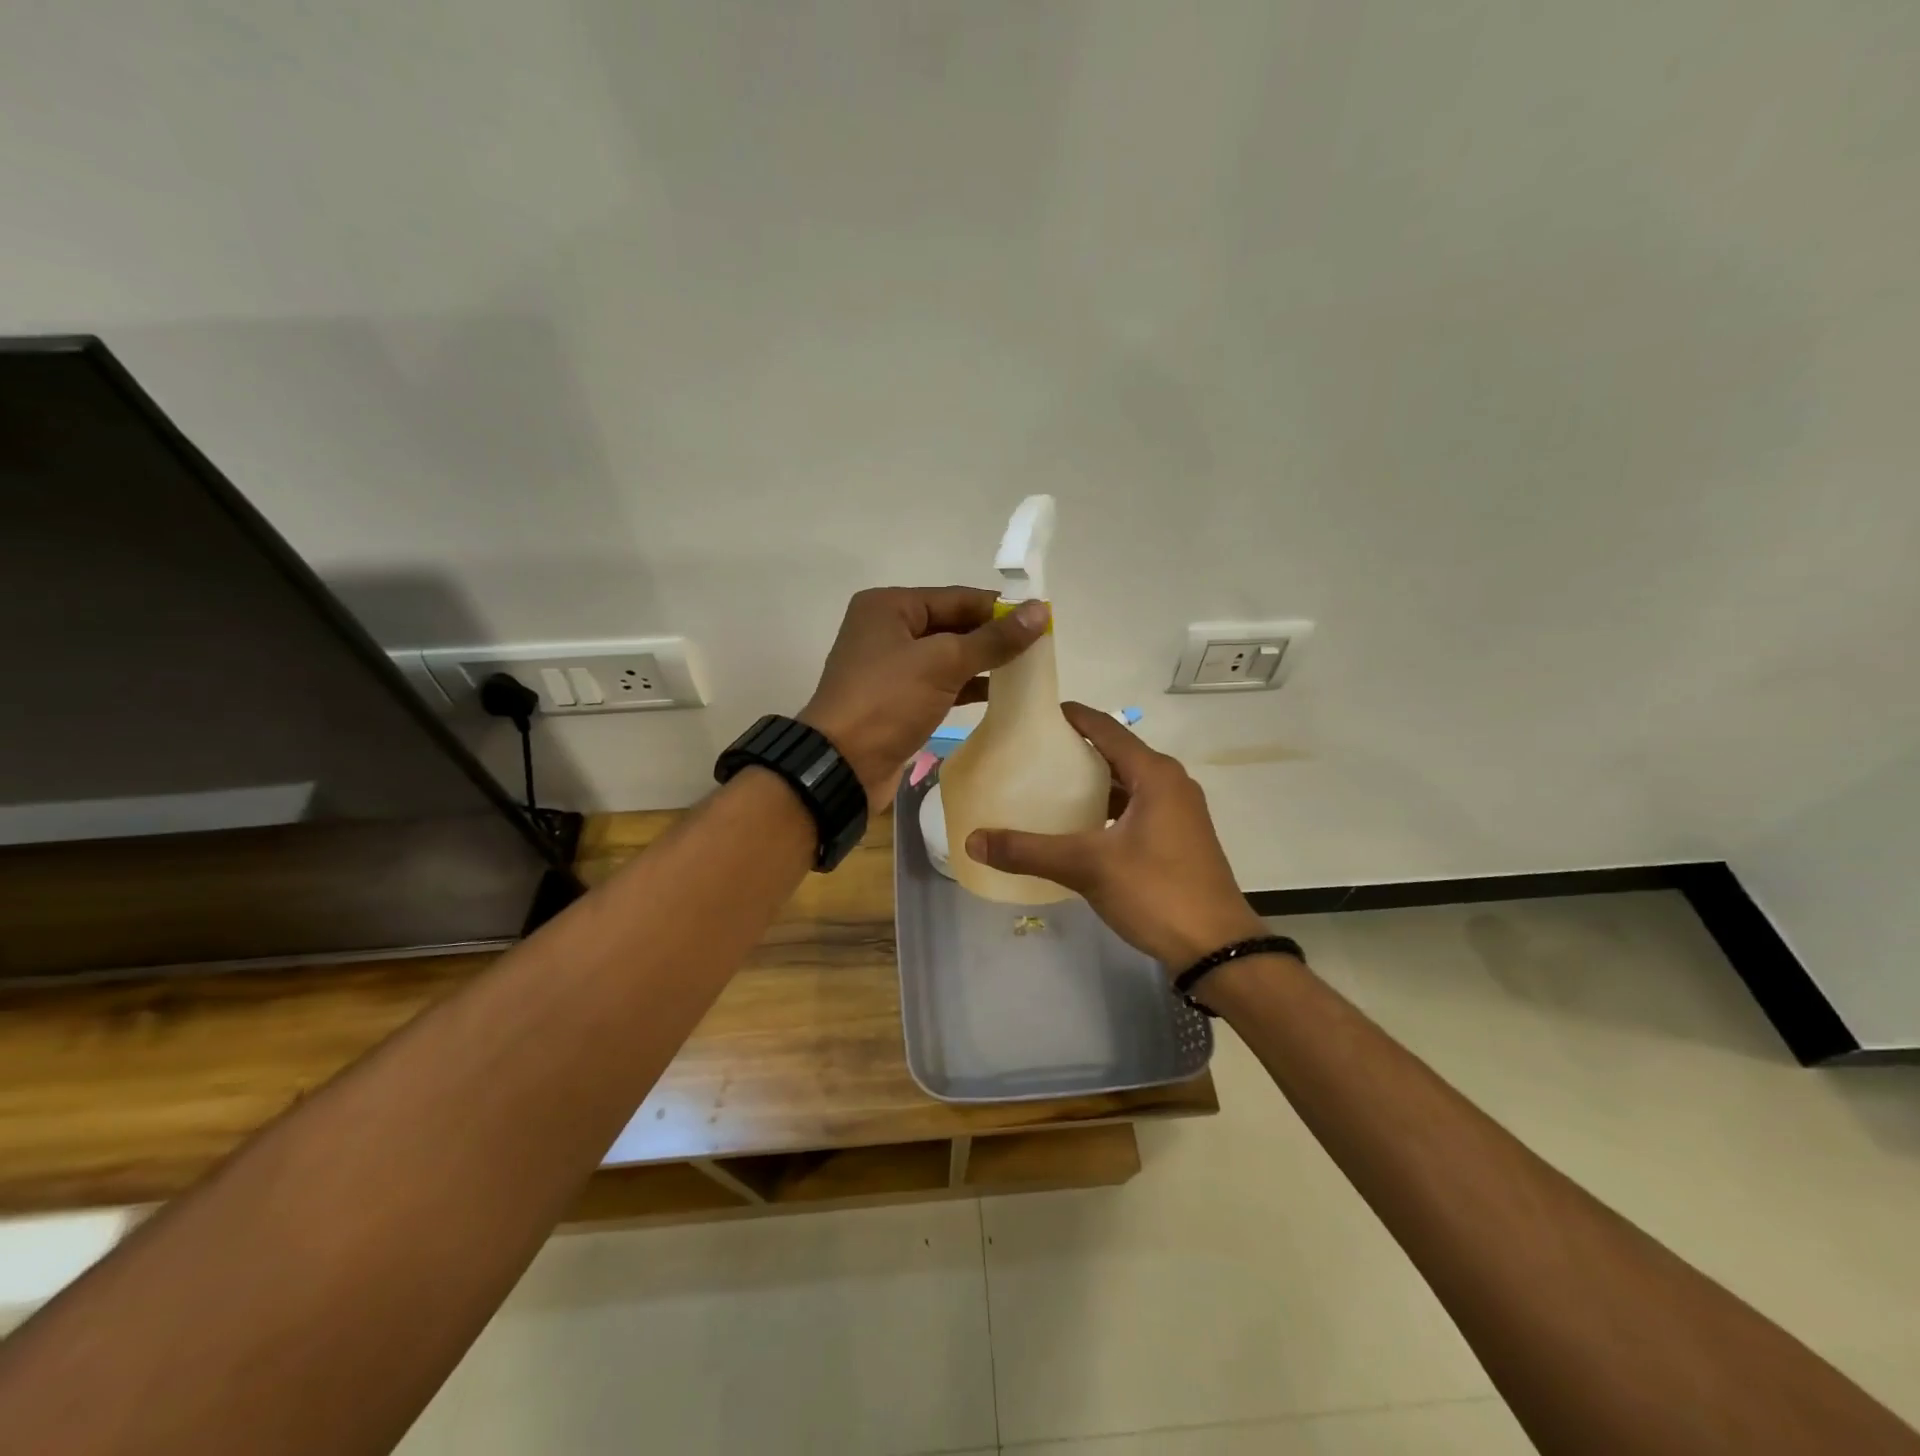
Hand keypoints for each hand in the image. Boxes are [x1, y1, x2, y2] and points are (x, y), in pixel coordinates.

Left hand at [800, 586, 1049, 809]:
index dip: (1000, 608)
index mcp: (890, 607)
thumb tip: (1041, 610)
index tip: (1042, 620)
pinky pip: (940, 683)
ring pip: (948, 656)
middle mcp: (888, 630)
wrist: (843, 765)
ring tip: (1028, 669)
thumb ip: (993, 639)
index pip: (957, 598)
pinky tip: (1000, 694)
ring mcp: (891, 667)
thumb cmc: (888, 701)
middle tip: (1040, 647)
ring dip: (983, 662)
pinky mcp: (898, 699)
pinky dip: (967, 686)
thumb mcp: (943, 663)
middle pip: (952, 624)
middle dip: (993, 636)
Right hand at [964, 703, 1265, 969]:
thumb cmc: (1156, 892)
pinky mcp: (1178, 839)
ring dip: (1091, 783)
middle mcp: (1170, 784)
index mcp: (1155, 774)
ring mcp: (1178, 813)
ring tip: (1047, 786)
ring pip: (1126, 784)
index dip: (1072, 717)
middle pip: (1115, 754)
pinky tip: (1078, 827)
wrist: (1217, 948)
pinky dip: (1106, 809)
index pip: (1106, 728)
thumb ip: (1029, 851)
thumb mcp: (1088, 867)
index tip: (1035, 713)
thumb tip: (973, 841)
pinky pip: (1135, 809)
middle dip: (1075, 751)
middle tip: (1031, 753)